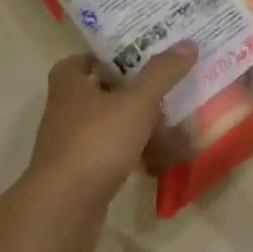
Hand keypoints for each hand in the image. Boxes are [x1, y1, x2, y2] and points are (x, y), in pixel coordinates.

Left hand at [22, 44, 196, 221]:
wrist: (65, 208)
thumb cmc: (97, 143)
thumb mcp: (137, 102)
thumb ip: (162, 73)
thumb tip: (187, 44)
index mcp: (70, 87)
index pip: (78, 61)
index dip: (104, 56)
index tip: (135, 55)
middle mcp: (66, 113)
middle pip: (98, 92)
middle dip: (129, 89)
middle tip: (164, 83)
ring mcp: (72, 146)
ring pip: (108, 125)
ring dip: (135, 123)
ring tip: (170, 118)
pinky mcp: (82, 174)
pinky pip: (112, 154)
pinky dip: (134, 152)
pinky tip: (160, 156)